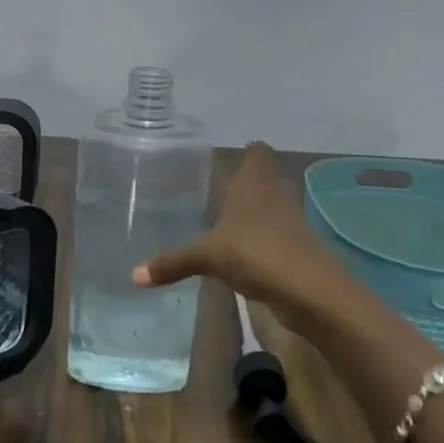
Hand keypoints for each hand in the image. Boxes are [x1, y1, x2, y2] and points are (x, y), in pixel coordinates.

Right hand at [131, 142, 354, 338]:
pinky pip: (275, 234)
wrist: (309, 290)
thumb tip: (134, 276)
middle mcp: (275, 194)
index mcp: (255, 182)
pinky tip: (242, 252)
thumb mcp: (207, 256)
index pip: (257, 152)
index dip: (246, 152)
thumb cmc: (256, 253)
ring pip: (272, 206)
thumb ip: (172, 262)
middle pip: (266, 177)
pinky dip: (261, 239)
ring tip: (226, 220)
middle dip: (246, 182)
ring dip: (255, 212)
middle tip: (217, 190)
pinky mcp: (297, 248)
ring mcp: (290, 221)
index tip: (225, 159)